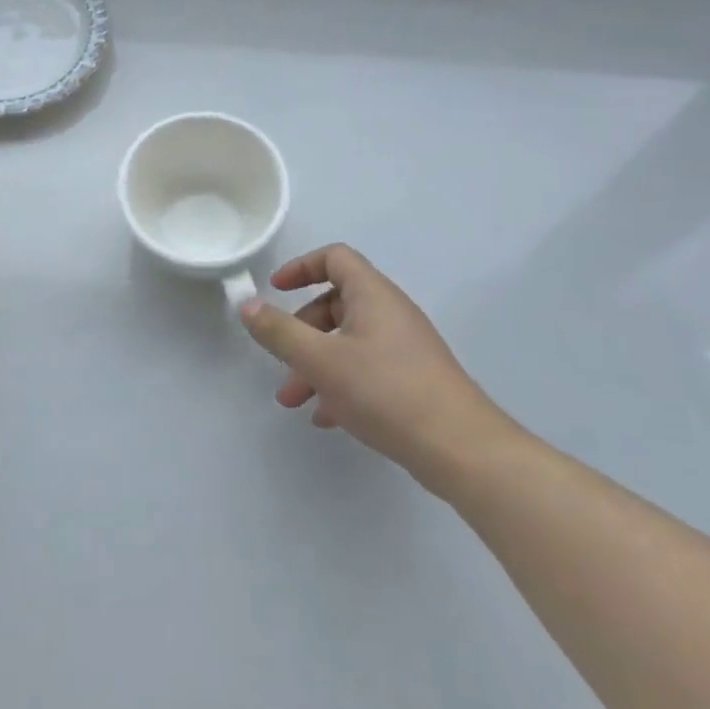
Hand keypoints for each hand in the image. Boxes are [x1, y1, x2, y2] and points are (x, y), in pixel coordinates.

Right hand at [239, 243, 513, 497]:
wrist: (462, 450)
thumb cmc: (386, 392)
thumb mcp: (321, 361)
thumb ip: (279, 332)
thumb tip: (247, 305)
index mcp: (372, 295)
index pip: (335, 258)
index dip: (301, 267)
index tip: (275, 290)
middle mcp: (390, 313)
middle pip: (335, 303)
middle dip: (301, 331)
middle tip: (282, 363)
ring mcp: (405, 347)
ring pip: (348, 341)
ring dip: (316, 364)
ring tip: (294, 400)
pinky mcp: (413, 379)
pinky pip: (366, 368)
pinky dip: (340, 383)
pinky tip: (327, 417)